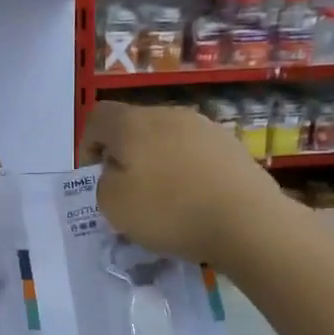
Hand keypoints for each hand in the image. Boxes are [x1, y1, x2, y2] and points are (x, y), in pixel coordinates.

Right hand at [81, 102, 291, 269]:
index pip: (97, 117)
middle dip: (125, 155)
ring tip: (165, 198)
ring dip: (158, 162)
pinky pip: (195, 153)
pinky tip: (195, 199)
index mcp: (132, 123)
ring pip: (167, 139)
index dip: (87, 145)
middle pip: (134, 126)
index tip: (94, 176)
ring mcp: (204, 126)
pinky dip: (187, 171)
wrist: (246, 220)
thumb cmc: (169, 211)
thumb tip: (117, 172)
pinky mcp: (231, 145)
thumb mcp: (113, 205)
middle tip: (128, 190)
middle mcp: (168, 114)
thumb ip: (104, 183)